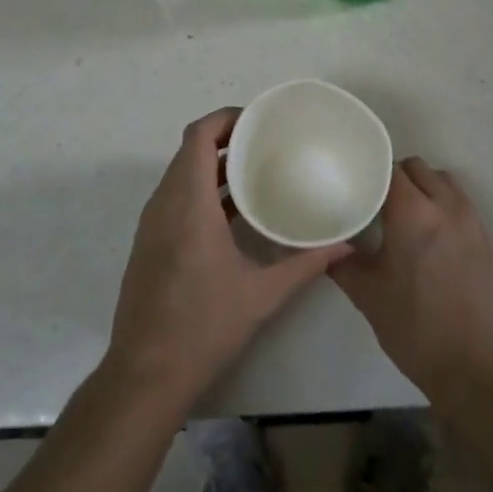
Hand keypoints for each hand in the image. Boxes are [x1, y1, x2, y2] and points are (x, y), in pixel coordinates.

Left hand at [106, 108, 349, 408]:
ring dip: (212, 165)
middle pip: (190, 150)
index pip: (198, 136)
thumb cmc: (204, 327)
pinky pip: (174, 197)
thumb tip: (346, 244)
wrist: (146, 372)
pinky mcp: (149, 241)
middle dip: (225, 139)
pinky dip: (200, 189)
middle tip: (265, 143)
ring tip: (255, 171)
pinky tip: (233, 212)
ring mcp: (152, 223)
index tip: (258, 121)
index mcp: (189, 203)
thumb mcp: (262, 295)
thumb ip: (306, 264)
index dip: (225, 119)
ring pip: (180, 174)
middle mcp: (165, 203)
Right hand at [331, 157, 492, 401]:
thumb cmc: (414, 328)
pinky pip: (461, 204)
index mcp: (413, 213)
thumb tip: (327, 244)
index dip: (370, 172)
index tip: (354, 185)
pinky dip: (443, 205)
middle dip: (396, 177)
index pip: (389, 169)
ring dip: (424, 187)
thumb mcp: (367, 294)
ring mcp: (470, 222)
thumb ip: (343, 262)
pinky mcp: (486, 241)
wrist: (475, 369)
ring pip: (443, 182)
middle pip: (418, 169)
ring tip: (404, 214)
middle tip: (375, 201)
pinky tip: (428, 236)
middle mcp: (445, 207)